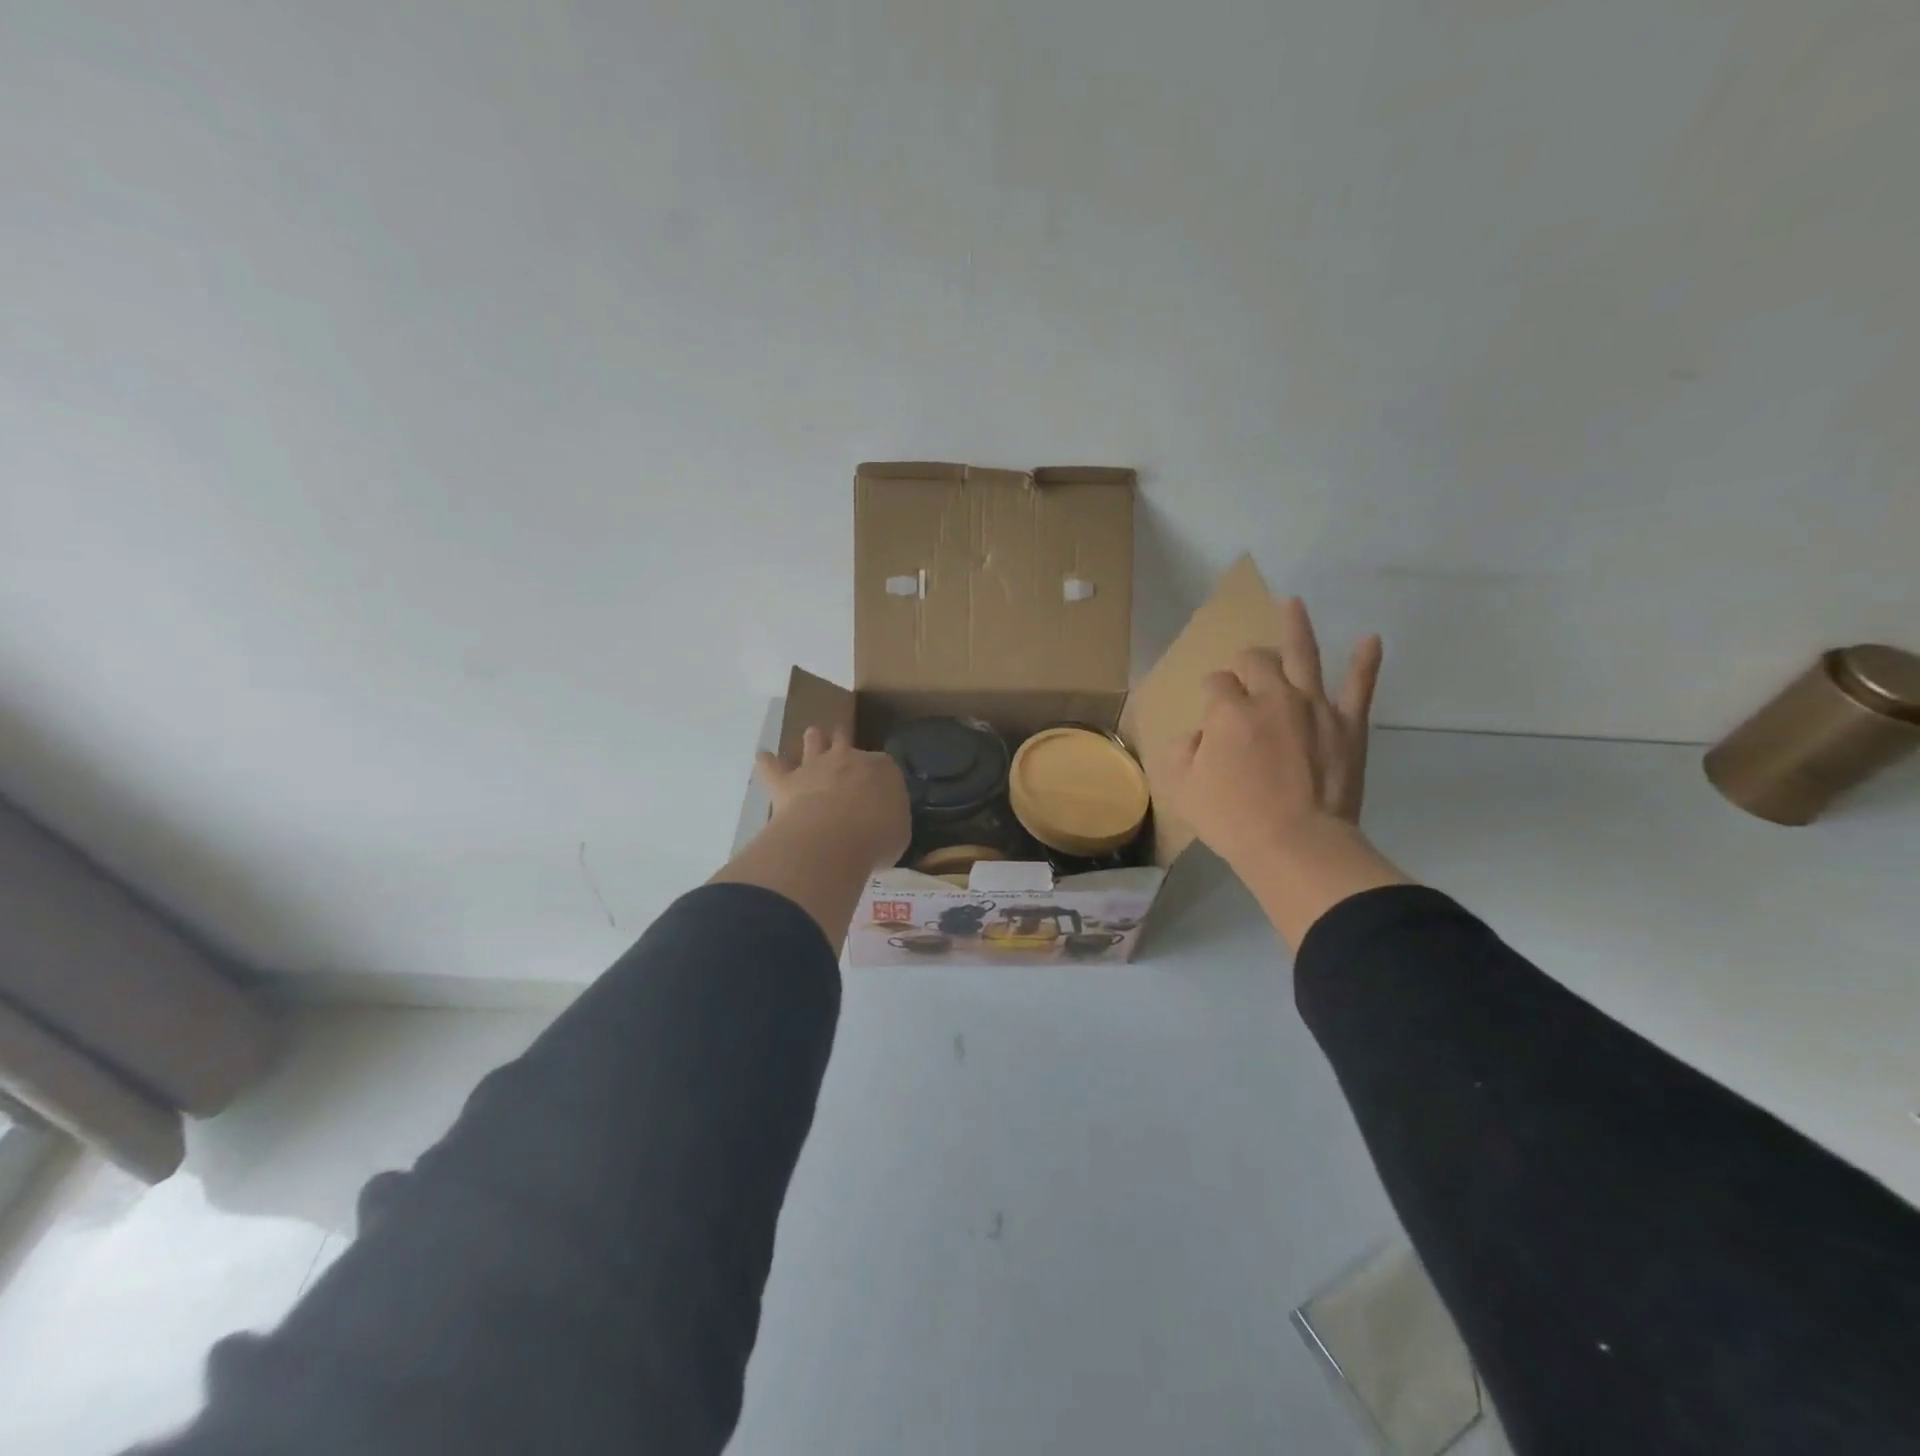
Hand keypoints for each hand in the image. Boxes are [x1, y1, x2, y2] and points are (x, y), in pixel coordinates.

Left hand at [755, 726, 910, 872]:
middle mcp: (848, 759)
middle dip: (844, 740)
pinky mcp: (786, 782)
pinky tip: (763, 757)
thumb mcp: (899, 833)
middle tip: (843, 741)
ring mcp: (815, 767)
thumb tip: (884, 824)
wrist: (834, 837)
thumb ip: (890, 821)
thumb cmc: (877, 836)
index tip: (879, 786)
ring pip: (813, 742)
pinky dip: (767, 763)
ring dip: (813, 740)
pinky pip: (772, 767)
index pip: (883, 765)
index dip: (879, 774)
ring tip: (812, 736)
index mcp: (882, 769)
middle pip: (845, 740)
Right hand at [1151, 597, 1383, 876]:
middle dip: (1244, 661)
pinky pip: (1359, 686)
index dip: (1211, 691)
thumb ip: (1182, 752)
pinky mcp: (1348, 725)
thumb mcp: (1184, 788)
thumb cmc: (1233, 819)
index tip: (1211, 708)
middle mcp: (1271, 697)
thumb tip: (1197, 736)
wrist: (1297, 845)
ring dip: (1296, 627)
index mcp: (1228, 710)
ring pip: (1303, 655)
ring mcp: (1313, 707)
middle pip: (1255, 660)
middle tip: (1243, 672)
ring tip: (1294, 603)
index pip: (1215, 683)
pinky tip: (1370, 640)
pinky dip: (1365, 662)